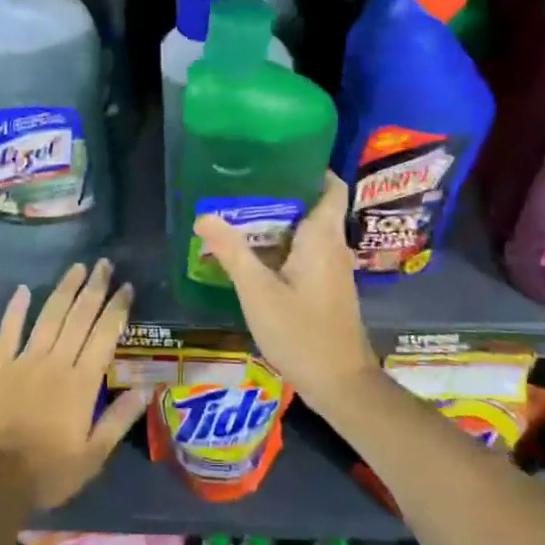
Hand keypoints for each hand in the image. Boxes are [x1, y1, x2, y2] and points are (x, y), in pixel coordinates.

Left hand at [0, 259, 150, 511]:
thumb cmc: (47, 472)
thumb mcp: (93, 456)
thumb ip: (119, 420)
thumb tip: (146, 389)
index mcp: (82, 383)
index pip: (104, 335)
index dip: (117, 309)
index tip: (127, 287)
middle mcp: (56, 362)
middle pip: (79, 317)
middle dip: (94, 289)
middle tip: (105, 264)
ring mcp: (24, 361)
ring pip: (49, 316)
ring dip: (64, 290)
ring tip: (77, 267)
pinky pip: (8, 331)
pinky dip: (16, 309)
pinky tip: (23, 289)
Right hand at [193, 173, 378, 403]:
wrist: (341, 384)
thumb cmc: (301, 333)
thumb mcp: (258, 292)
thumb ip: (232, 252)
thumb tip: (203, 216)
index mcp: (323, 238)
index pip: (331, 187)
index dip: (311, 169)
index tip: (278, 160)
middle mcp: (334, 248)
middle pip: (314, 208)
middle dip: (282, 195)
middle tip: (243, 187)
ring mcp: (334, 271)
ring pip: (309, 233)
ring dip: (280, 224)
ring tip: (242, 216)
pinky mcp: (329, 290)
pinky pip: (308, 254)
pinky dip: (285, 248)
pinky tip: (258, 257)